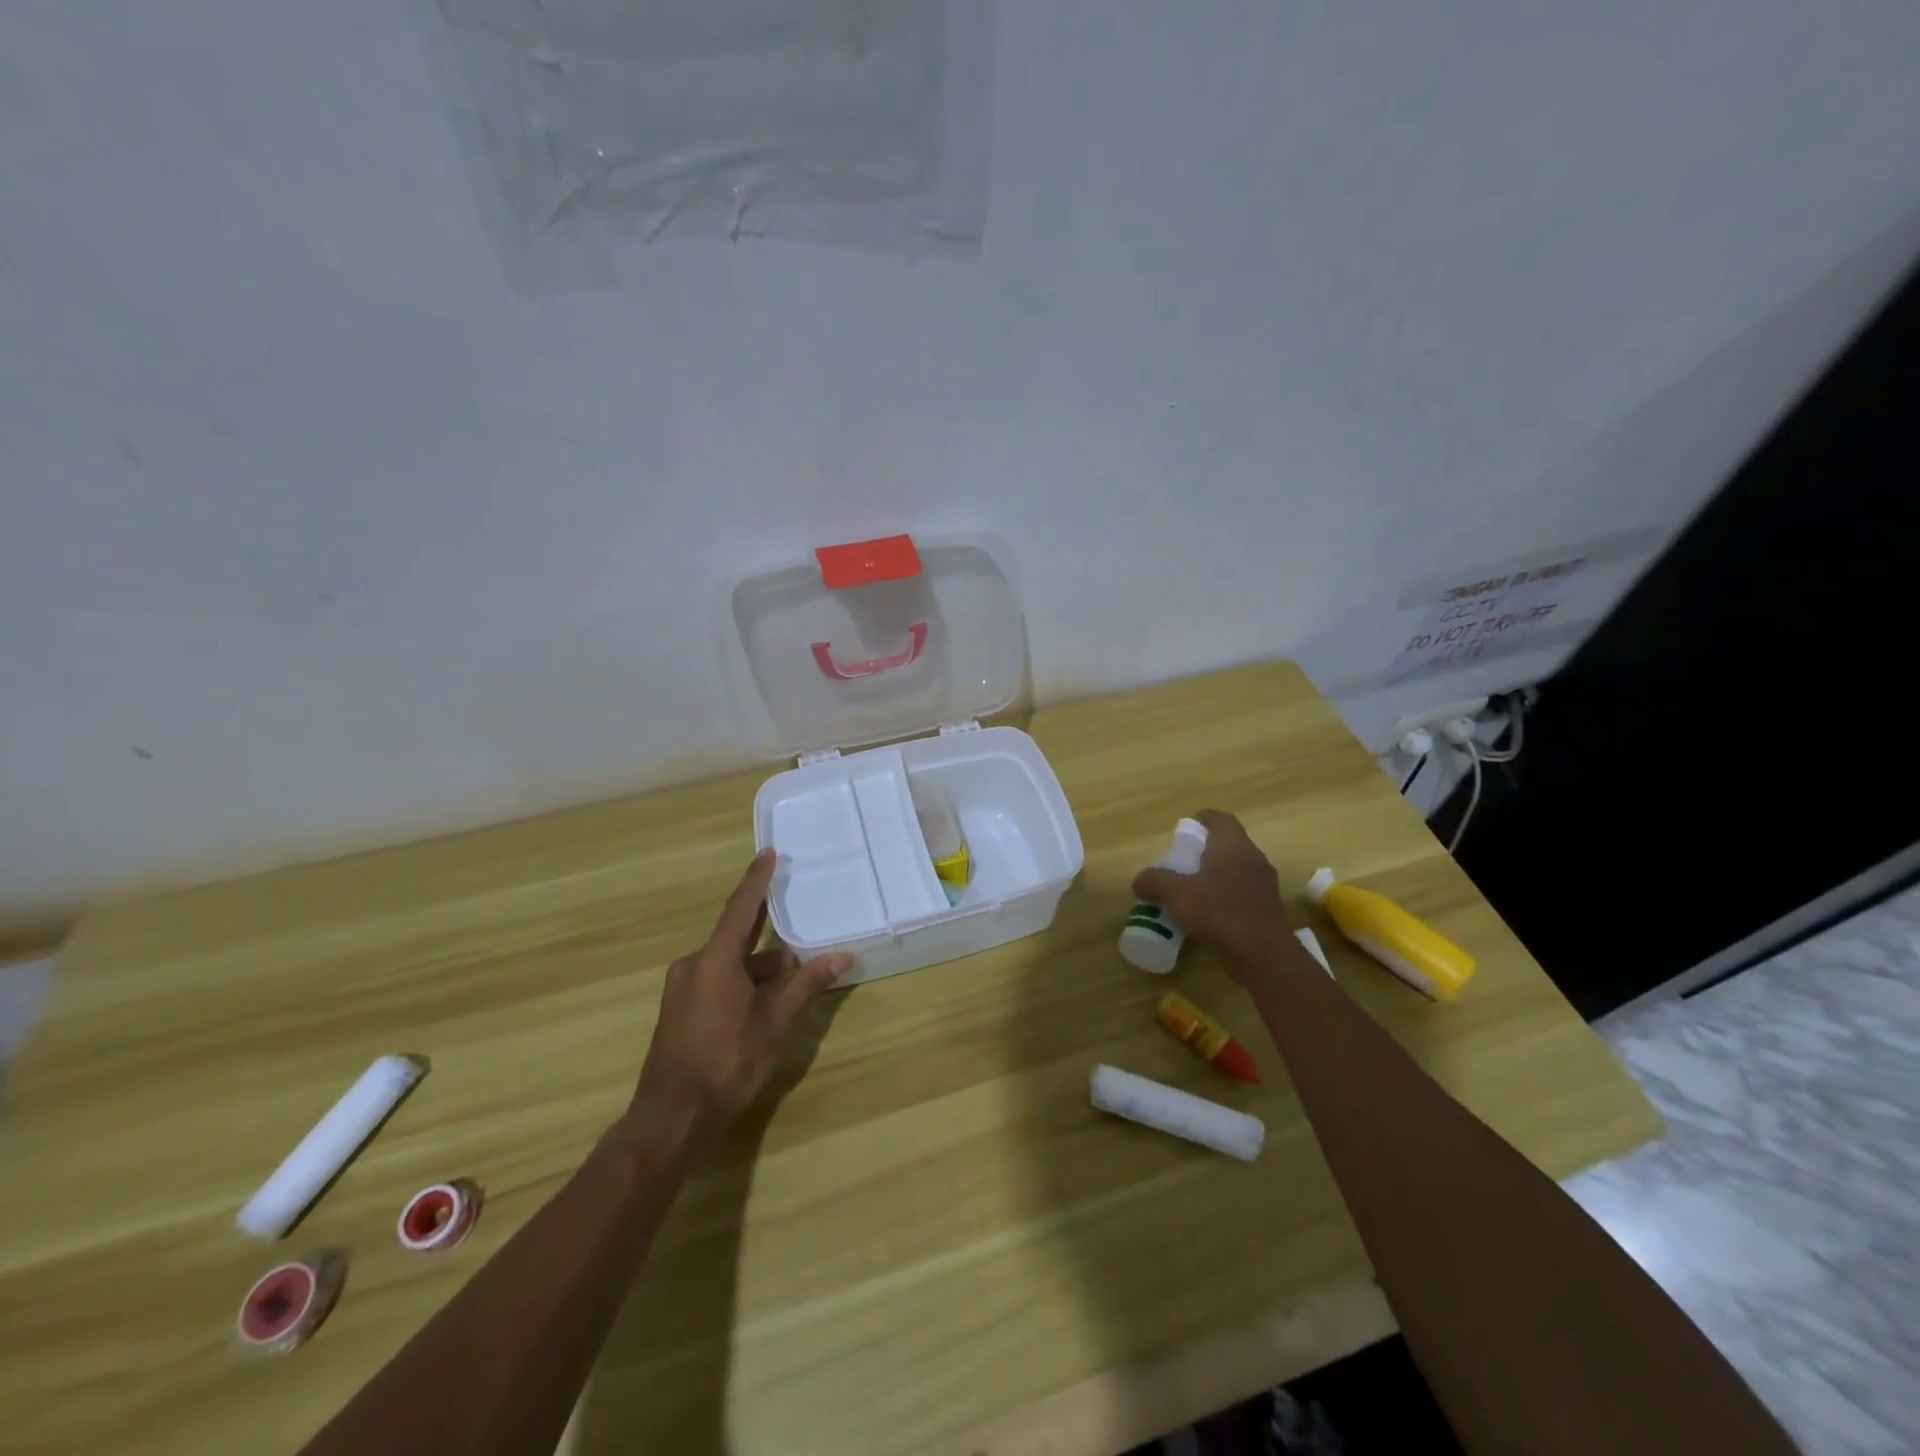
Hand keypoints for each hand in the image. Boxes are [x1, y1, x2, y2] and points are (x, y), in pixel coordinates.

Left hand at [627, 849, 850, 1147]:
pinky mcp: (679, 1011)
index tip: (768, 853)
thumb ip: (807, 985)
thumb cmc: (727, 1061)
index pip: (741, 907)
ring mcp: (683, 989)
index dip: (757, 880)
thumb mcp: (775, 1022)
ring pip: (729, 966)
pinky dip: (742, 986)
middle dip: (769, 941)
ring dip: (759, 971)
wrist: (672, 1117)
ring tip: (792, 986)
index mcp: (714, 959)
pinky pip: (717, 983)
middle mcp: (694, 965)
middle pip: (738, 940)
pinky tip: (764, 1008)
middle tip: (797, 933)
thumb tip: (841, 956)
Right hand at [1132, 810, 1293, 978]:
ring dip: (1216, 874)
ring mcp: (1264, 883)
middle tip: (1182, 862)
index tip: (1185, 829)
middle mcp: (1253, 858)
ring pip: (1236, 868)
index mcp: (1233, 845)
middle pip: (1228, 843)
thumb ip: (1155, 882)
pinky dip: (1226, 895)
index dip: (1202, 819)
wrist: (1263, 955)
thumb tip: (1139, 881)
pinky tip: (1209, 914)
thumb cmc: (1219, 912)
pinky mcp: (1268, 907)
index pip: (1220, 818)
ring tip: (1192, 889)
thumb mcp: (1176, 894)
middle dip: (1205, 849)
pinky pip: (1243, 891)